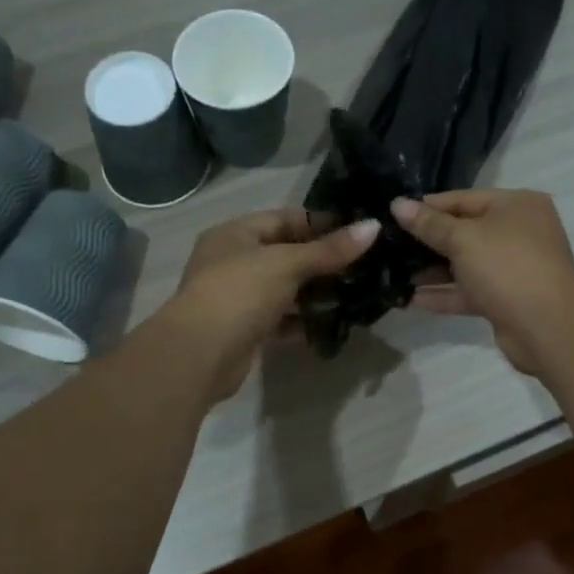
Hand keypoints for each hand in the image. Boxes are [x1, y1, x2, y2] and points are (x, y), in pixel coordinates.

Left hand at [164, 208, 380, 398]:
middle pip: (286, 254)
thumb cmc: (240, 293)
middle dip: (323, 260)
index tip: (360, 231)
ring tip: (356, 293)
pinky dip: (303, 320)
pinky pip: (281, 319)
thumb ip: (329, 249)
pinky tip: (332, 322)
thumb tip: (373, 227)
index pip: (285, 219)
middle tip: (365, 265)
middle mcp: (234, 261)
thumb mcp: (287, 264)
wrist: (200, 355)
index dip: (322, 223)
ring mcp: (238, 298)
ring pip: (285, 289)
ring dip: (316, 292)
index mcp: (235, 234)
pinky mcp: (246, 330)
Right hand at [391, 190, 573, 374]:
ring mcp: (514, 268)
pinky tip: (410, 299)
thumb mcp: (463, 238)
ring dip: (431, 270)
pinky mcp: (506, 299)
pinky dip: (443, 294)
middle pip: (464, 231)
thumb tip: (397, 204)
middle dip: (427, 241)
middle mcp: (519, 232)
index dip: (427, 206)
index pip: (463, 199)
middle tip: (388, 245)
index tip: (393, 214)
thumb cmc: (506, 267)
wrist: (547, 327)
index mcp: (517, 205)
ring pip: (465, 264)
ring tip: (392, 273)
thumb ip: (429, 224)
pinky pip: (469, 291)